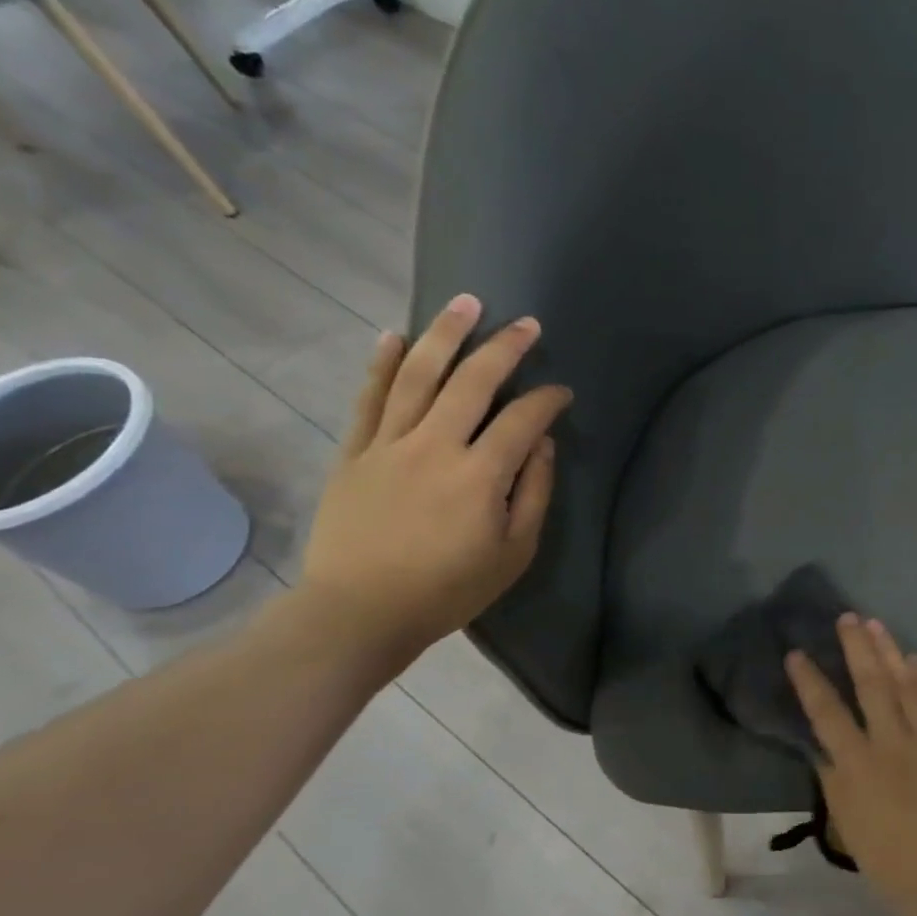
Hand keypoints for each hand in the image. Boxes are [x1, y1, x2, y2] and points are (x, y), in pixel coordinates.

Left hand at [296, 294, 570, 671]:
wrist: (360, 612)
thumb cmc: (449, 589)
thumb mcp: (514, 552)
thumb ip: (533, 492)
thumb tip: (540, 442)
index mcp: (480, 475)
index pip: (522, 419)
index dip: (547, 400)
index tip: (562, 392)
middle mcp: (435, 446)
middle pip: (472, 381)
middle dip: (504, 347)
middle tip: (526, 324)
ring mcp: (389, 444)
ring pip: (418, 375)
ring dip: (445, 335)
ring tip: (465, 303)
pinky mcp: (354, 452)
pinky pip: (369, 398)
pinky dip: (382, 364)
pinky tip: (394, 335)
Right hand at [786, 616, 916, 915]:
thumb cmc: (887, 857)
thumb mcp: (845, 821)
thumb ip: (832, 777)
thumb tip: (823, 742)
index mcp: (858, 765)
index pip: (827, 713)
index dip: (810, 681)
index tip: (796, 654)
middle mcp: (891, 744)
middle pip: (871, 685)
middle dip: (856, 648)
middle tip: (847, 618)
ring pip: (906, 686)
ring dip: (890, 652)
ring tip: (876, 624)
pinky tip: (916, 658)